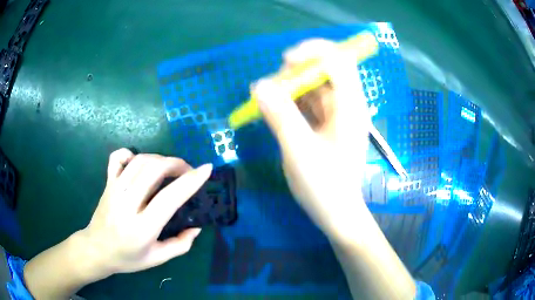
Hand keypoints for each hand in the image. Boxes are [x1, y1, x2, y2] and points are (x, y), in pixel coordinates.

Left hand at [81, 149, 212, 274]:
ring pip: (140, 160)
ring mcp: (114, 190)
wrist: (96, 250)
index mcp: (142, 228)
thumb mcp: (157, 259)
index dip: (190, 181)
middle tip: (187, 171)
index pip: (169, 198)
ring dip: (160, 158)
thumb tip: (197, 227)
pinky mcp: (107, 183)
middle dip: (176, 164)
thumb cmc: (127, 258)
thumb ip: (180, 245)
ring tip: (170, 168)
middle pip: (154, 170)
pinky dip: (131, 153)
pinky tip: (139, 162)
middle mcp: (127, 204)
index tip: (207, 169)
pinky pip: (117, 157)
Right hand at [255, 39, 371, 240]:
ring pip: (315, 86)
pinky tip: (275, 108)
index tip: (285, 61)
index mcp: (350, 107)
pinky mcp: (327, 124)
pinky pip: (310, 102)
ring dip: (291, 86)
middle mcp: (346, 105)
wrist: (336, 213)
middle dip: (298, 70)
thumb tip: (260, 86)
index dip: (314, 52)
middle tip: (272, 84)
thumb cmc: (324, 187)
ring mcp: (337, 114)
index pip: (339, 61)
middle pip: (326, 69)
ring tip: (268, 97)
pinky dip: (292, 101)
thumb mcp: (299, 152)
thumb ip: (281, 116)